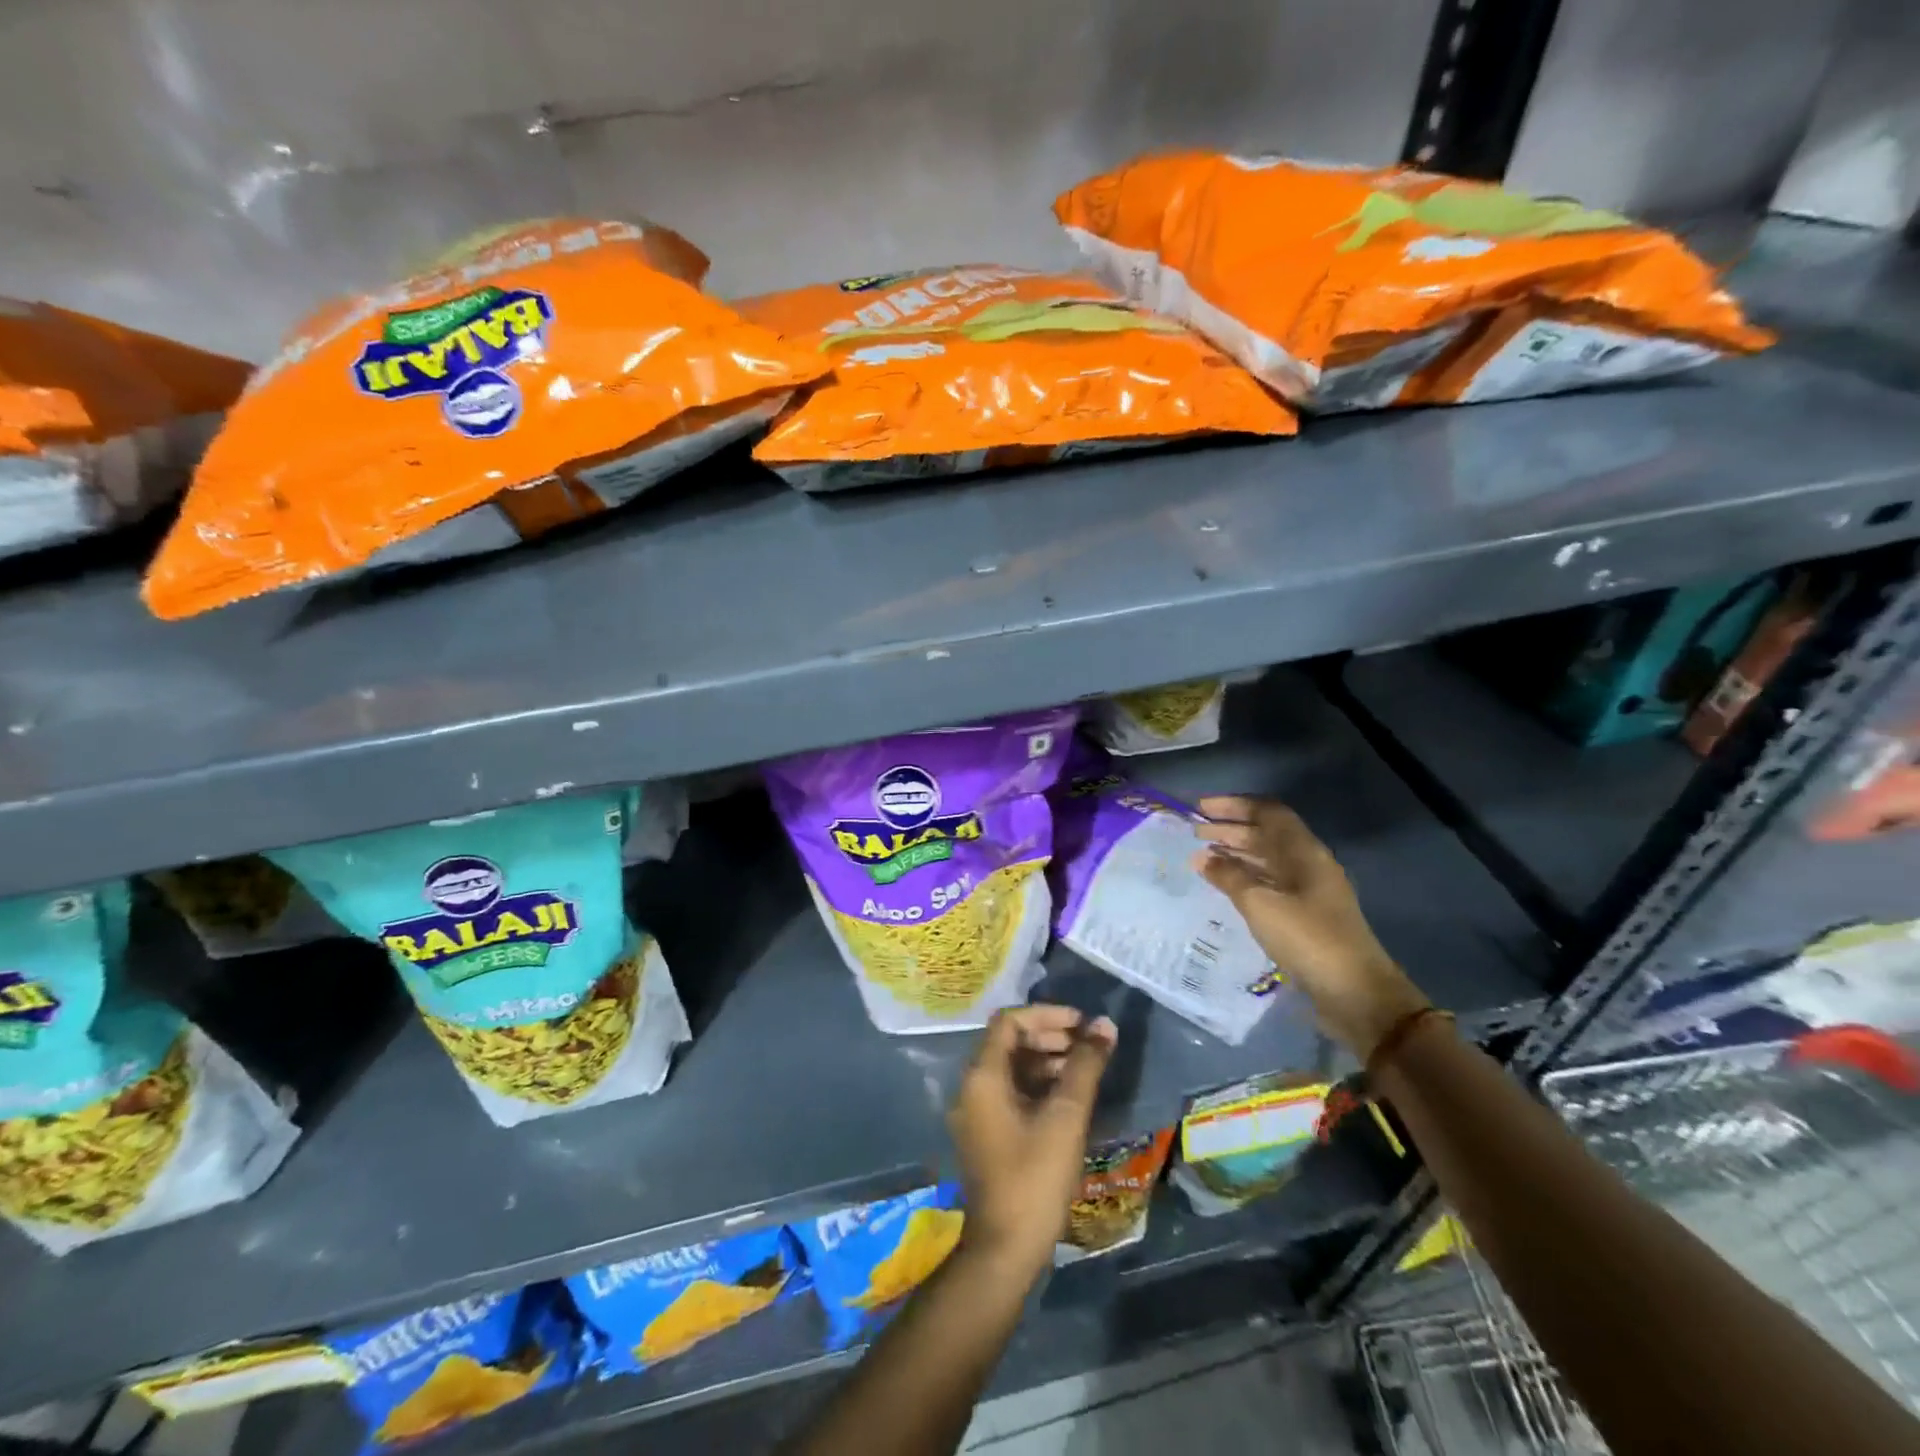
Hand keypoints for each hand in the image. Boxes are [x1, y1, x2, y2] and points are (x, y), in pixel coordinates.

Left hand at [948, 1005, 1115, 1280]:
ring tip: (1084, 1070)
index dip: (1046, 1015)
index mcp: (982, 1076)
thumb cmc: (1035, 1178)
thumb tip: (1104, 1025)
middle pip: (1009, 1042)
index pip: (1009, 1022)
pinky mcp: (987, 1133)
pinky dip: (1038, 1085)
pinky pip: (1010, 1092)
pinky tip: (1069, 1098)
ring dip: (1046, 1061)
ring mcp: (976, 1112)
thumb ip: (1085, 1066)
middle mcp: (972, 1087)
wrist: (1005, 1251)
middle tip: (1088, 1046)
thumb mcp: (1066, 1117)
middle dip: (1049, 1036)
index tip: (1082, 1025)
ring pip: (1012, 1068)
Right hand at [1193, 796, 1429, 1059]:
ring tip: (1203, 856)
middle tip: (1194, 832)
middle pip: (1267, 834)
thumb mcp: (1261, 904)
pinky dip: (1245, 876)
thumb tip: (1200, 856)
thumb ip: (1229, 876)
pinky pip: (1270, 882)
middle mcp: (1309, 864)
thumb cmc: (1308, 939)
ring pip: (1268, 859)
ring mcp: (1309, 890)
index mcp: (1304, 852)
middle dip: (1231, 828)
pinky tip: (1224, 885)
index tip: (1200, 808)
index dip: (1234, 805)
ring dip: (1236, 852)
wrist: (1356, 994)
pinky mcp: (1306, 914)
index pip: (1268, 812)